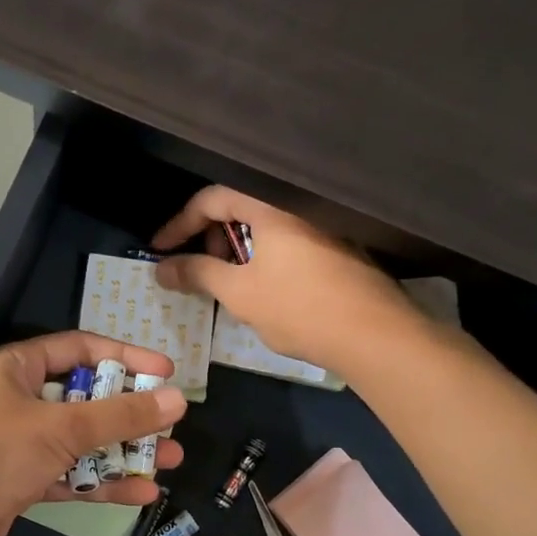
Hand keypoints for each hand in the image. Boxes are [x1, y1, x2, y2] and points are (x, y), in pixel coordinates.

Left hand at [0, 331, 188, 535]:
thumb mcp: (59, 427)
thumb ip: (119, 415)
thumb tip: (175, 399)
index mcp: (18, 368)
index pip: (80, 349)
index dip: (124, 356)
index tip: (165, 371)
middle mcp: (21, 400)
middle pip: (85, 398)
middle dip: (130, 411)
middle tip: (172, 422)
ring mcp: (21, 443)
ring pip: (82, 441)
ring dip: (124, 450)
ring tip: (172, 459)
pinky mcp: (23, 481)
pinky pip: (71, 476)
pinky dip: (103, 483)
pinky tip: (143, 492)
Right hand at [151, 187, 425, 374]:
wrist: (376, 336)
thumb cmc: (300, 307)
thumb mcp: (239, 292)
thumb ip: (197, 273)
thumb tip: (161, 267)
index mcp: (272, 207)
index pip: (213, 198)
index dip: (180, 223)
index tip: (160, 250)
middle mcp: (299, 207)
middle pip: (240, 207)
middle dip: (210, 236)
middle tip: (197, 267)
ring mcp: (323, 227)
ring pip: (265, 227)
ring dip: (237, 249)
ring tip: (227, 283)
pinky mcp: (339, 248)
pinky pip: (287, 241)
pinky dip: (264, 257)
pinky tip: (262, 288)